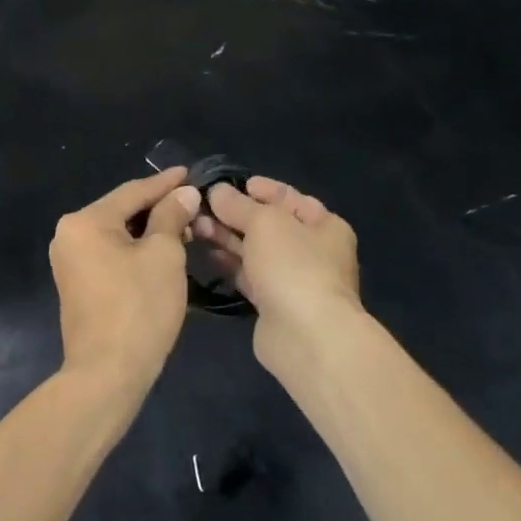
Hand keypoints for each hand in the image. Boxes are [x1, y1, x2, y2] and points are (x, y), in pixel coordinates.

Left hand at [50, 169, 202, 390]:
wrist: (108, 374)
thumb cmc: (139, 308)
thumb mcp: (164, 255)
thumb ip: (172, 216)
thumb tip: (184, 193)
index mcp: (85, 221)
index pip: (133, 192)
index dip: (166, 183)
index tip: (191, 172)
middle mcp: (69, 235)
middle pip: (122, 211)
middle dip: (160, 208)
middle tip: (194, 205)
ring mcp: (69, 261)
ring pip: (118, 234)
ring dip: (151, 231)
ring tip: (185, 228)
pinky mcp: (77, 284)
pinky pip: (110, 254)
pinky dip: (136, 250)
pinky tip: (162, 252)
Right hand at [197, 177, 361, 359]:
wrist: (306, 336)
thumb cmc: (293, 265)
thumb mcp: (265, 222)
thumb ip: (238, 204)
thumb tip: (217, 191)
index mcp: (324, 225)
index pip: (289, 198)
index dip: (259, 189)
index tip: (228, 184)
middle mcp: (313, 251)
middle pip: (269, 225)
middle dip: (235, 214)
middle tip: (201, 207)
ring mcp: (294, 279)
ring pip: (256, 251)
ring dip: (228, 238)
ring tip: (196, 228)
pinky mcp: (275, 304)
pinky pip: (250, 276)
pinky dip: (231, 265)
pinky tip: (208, 255)